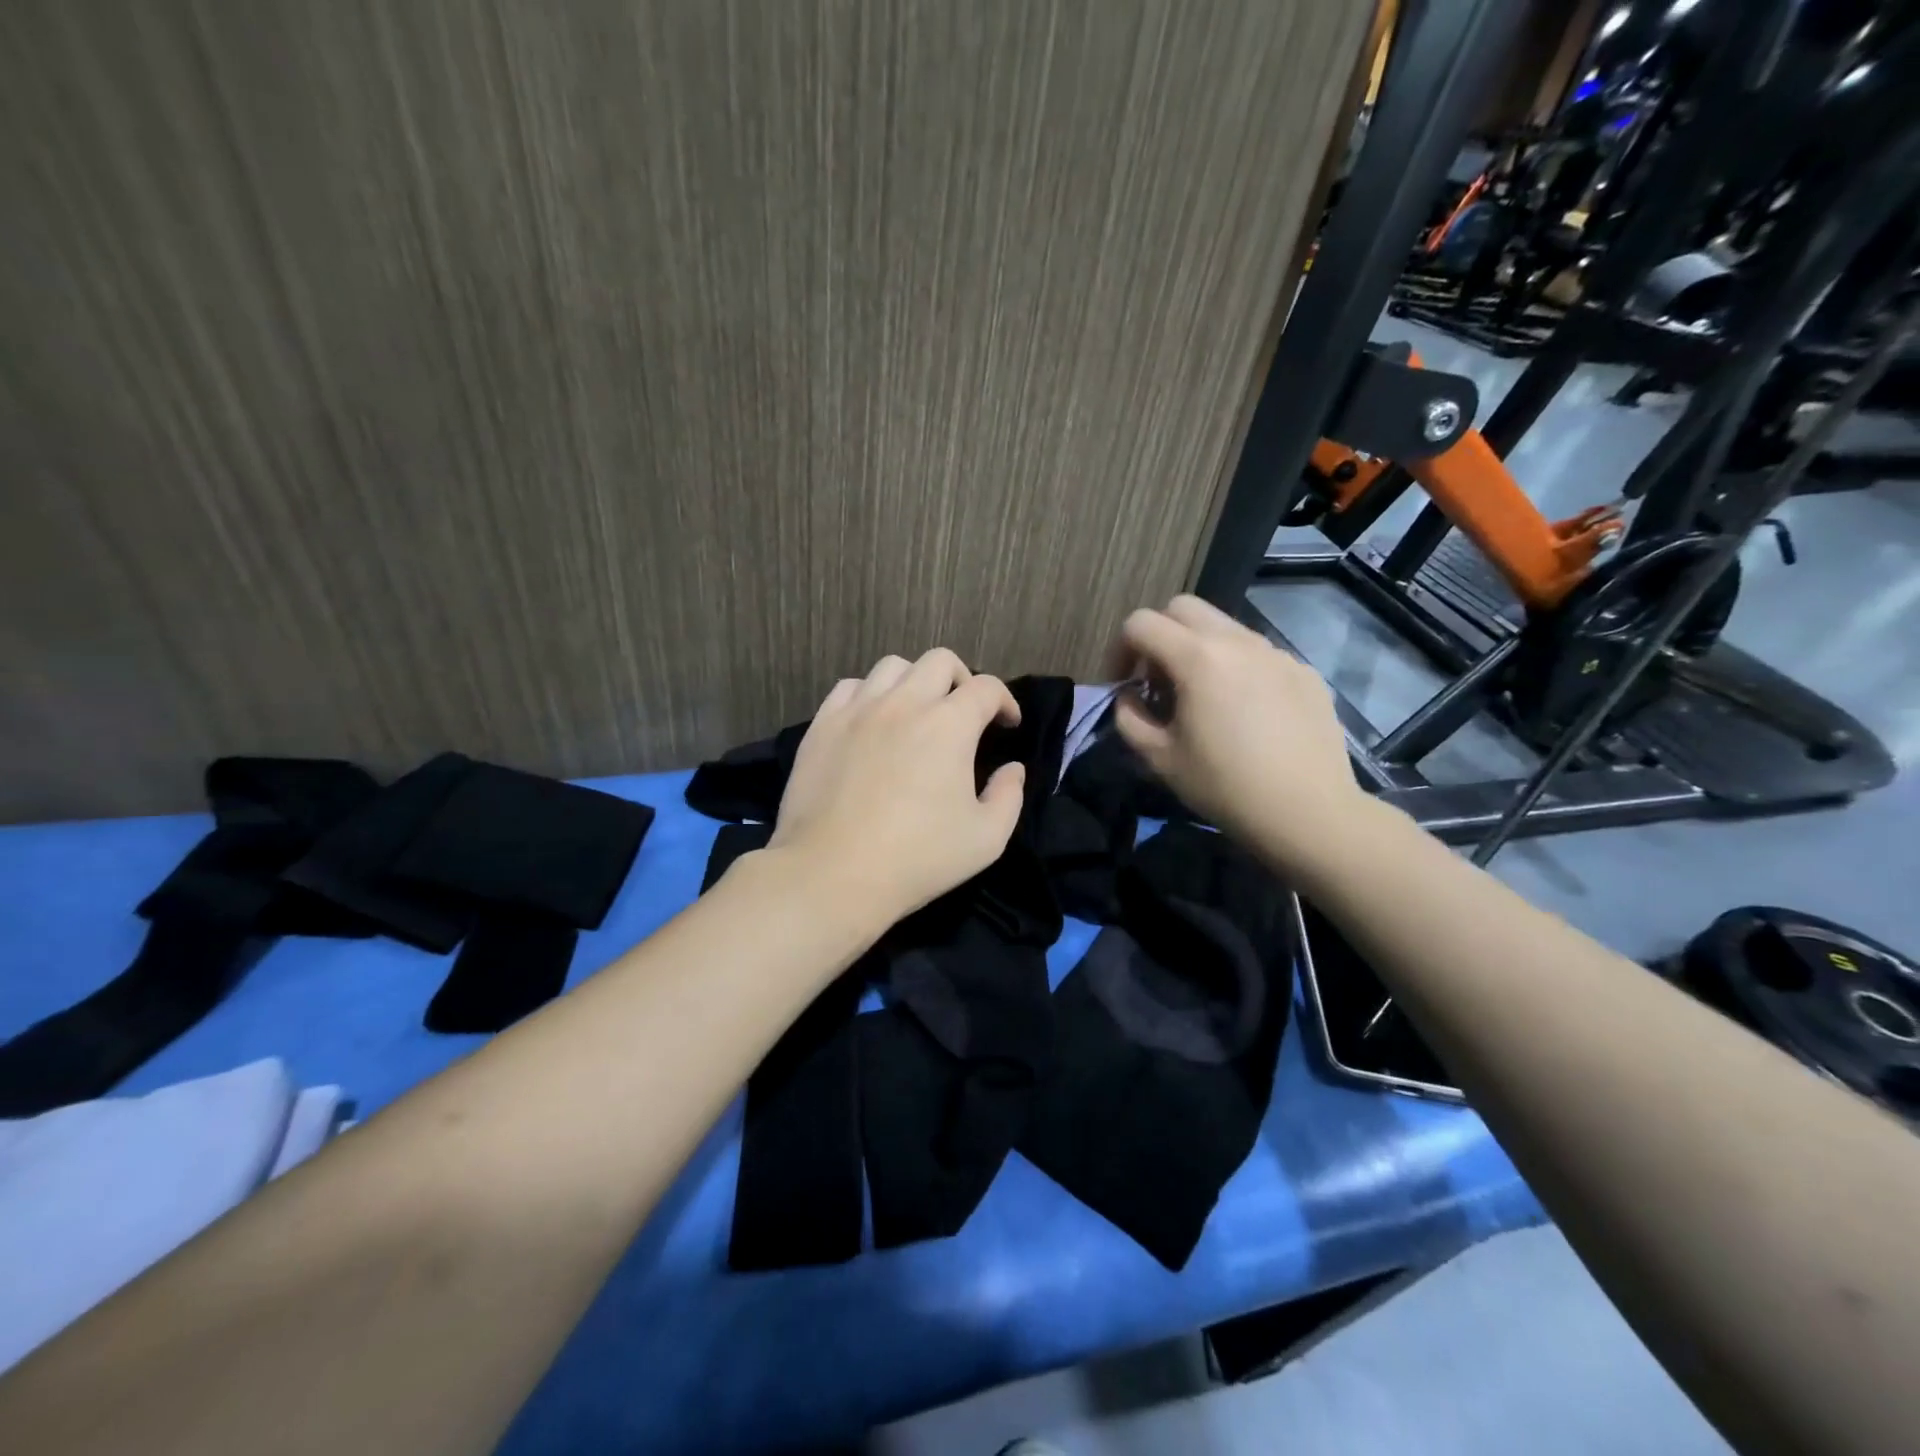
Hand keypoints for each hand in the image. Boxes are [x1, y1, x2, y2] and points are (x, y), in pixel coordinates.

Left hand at [768, 648, 1025, 928]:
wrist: (832, 873)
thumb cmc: (916, 859)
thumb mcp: (986, 839)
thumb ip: (1009, 796)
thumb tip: (1012, 769)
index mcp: (949, 725)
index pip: (986, 688)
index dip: (1005, 701)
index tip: (1007, 724)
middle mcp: (904, 704)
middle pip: (940, 661)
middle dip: (962, 679)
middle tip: (964, 713)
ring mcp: (858, 710)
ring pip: (892, 666)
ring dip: (914, 681)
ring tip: (916, 712)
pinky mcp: (823, 725)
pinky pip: (850, 687)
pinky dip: (870, 694)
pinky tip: (872, 721)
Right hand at [1110, 595, 1366, 873]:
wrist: (1309, 812)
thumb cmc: (1225, 786)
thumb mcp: (1160, 758)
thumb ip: (1129, 718)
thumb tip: (1129, 697)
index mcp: (1197, 658)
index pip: (1140, 623)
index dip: (1118, 650)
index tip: (1122, 686)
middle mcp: (1237, 641)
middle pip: (1183, 608)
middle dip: (1158, 635)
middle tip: (1157, 680)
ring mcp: (1276, 653)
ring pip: (1224, 628)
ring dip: (1199, 649)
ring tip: (1201, 697)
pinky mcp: (1303, 672)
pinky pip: (1258, 654)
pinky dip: (1237, 668)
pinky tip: (1245, 713)